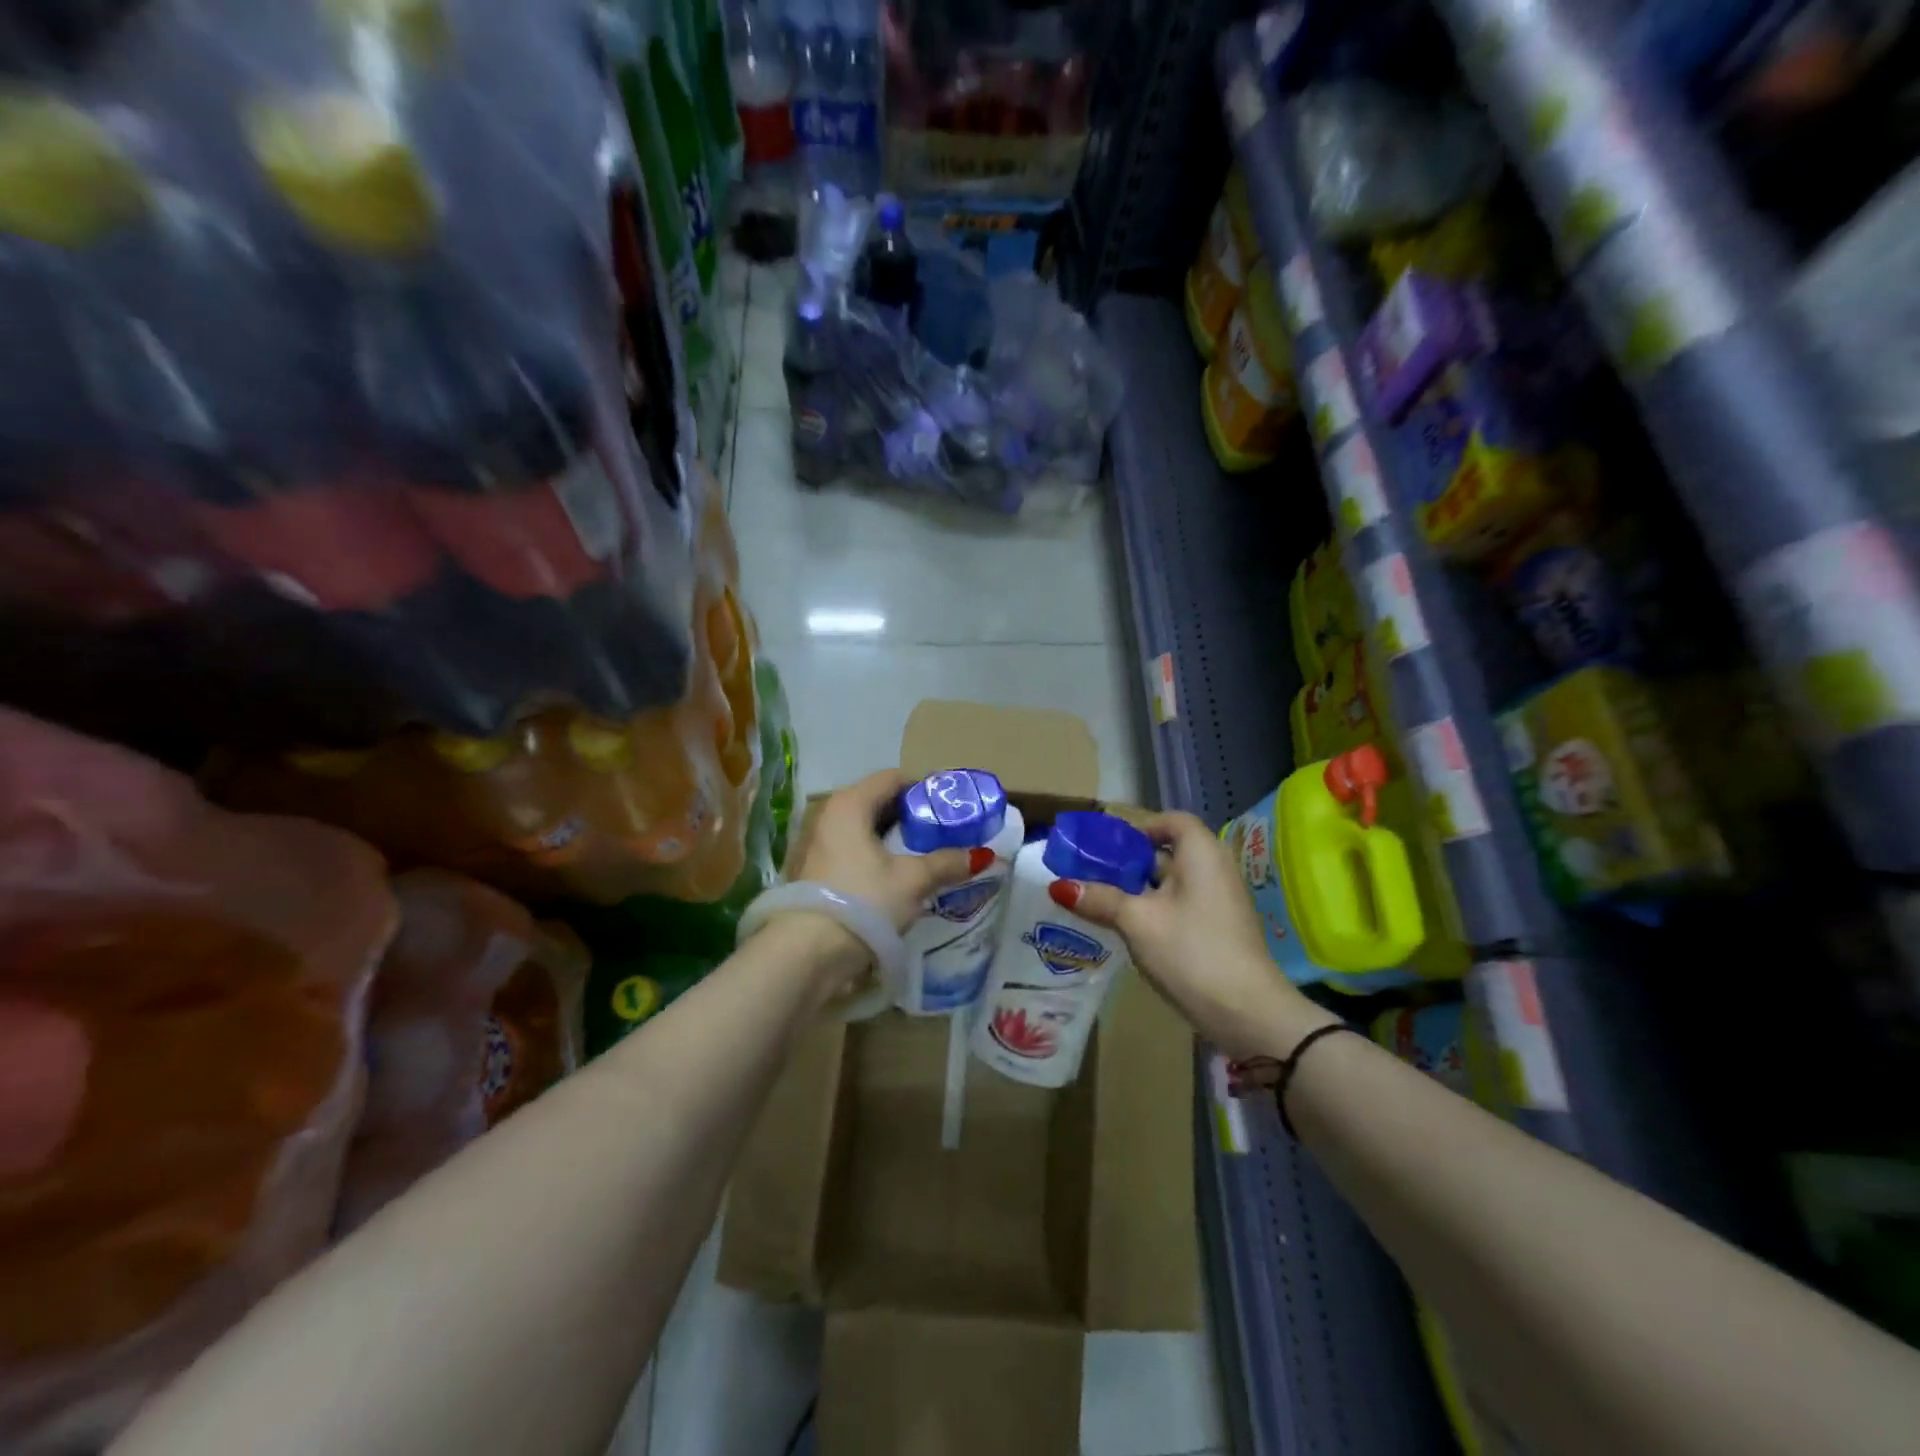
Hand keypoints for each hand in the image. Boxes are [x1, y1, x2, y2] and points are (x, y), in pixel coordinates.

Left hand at [789, 769, 992, 932]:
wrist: (808, 952)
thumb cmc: (863, 901)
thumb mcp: (913, 880)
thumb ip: (946, 862)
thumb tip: (980, 856)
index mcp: (849, 803)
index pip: (892, 778)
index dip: (923, 788)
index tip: (948, 808)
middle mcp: (827, 814)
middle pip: (876, 802)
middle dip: (909, 816)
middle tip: (940, 833)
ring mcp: (815, 843)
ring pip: (862, 829)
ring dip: (890, 839)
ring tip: (921, 857)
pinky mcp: (811, 870)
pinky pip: (849, 851)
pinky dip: (872, 856)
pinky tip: (893, 878)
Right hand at [1051, 812, 1333, 1057]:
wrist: (1247, 1012)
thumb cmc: (1191, 951)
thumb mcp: (1138, 922)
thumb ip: (1100, 899)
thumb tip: (1059, 886)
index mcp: (1201, 853)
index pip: (1171, 822)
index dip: (1139, 828)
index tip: (1106, 846)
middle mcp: (1214, 869)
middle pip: (1167, 852)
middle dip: (1128, 861)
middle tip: (1089, 871)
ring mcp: (1218, 902)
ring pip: (1170, 883)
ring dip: (1136, 889)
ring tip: (1097, 898)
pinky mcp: (1216, 930)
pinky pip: (1179, 906)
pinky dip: (1152, 909)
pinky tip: (1124, 927)